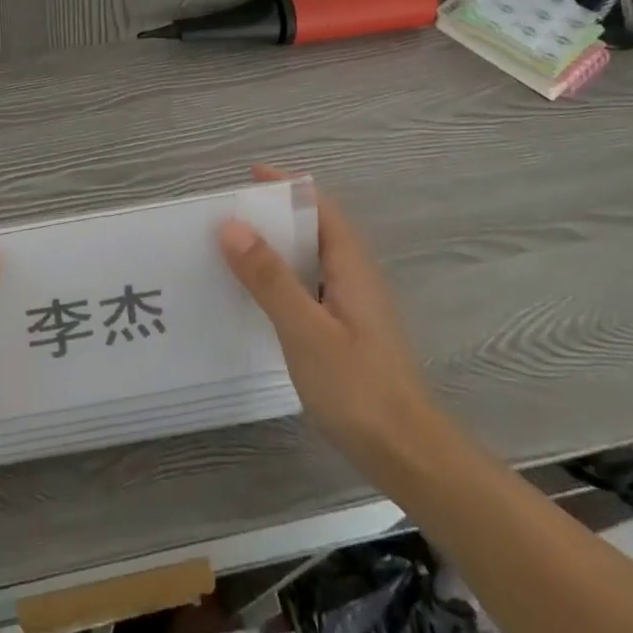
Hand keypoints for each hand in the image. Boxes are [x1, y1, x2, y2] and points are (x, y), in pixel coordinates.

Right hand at [217, 165, 438, 468]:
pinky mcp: (346, 333)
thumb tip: (231, 224)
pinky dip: (280, 279)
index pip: (320, 208)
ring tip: (229, 249)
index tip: (248, 177)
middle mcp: (356, 279)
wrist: (407, 455)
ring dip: (275, 248)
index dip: (287, 187)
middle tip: (226, 215)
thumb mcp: (305, 330)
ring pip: (311, 261)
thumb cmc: (358, 388)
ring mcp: (353, 307)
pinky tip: (255, 297)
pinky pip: (308, 288)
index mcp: (352, 267)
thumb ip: (269, 278)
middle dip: (274, 215)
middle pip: (315, 230)